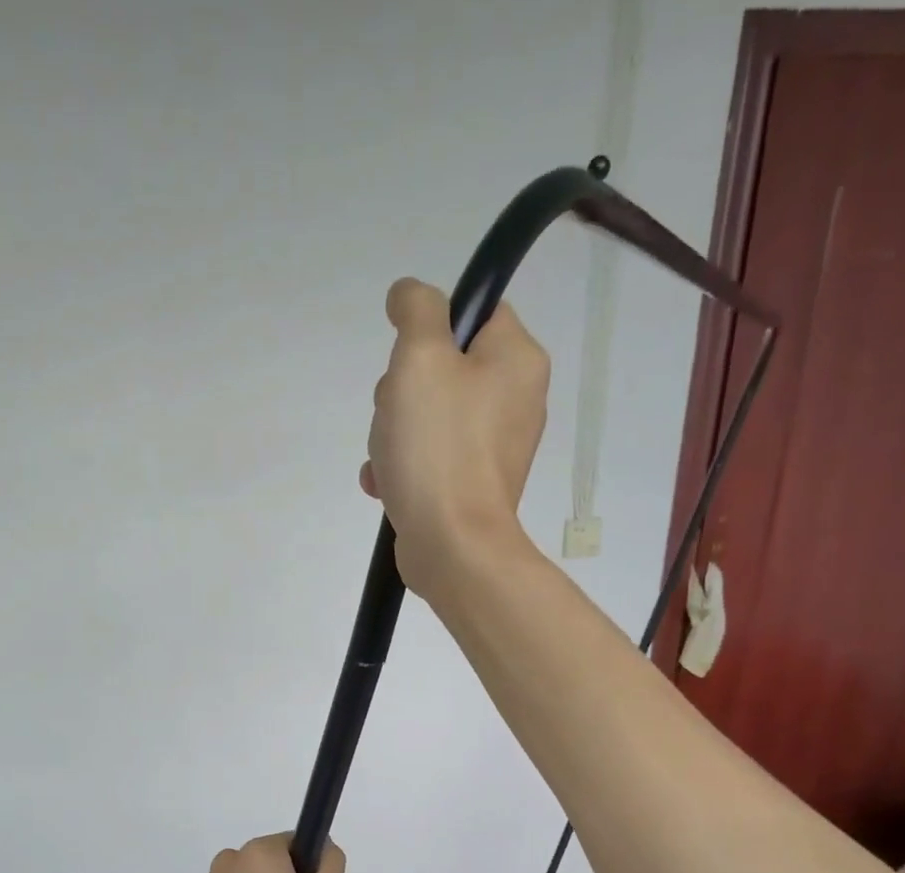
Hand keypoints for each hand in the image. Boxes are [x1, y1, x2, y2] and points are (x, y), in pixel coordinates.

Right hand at [360, 277, 550, 598]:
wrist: (453, 547)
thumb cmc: (439, 448)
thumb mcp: (419, 359)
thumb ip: (416, 310)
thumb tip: (411, 294)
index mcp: (517, 360)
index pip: (474, 312)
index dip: (430, 329)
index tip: (406, 360)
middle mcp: (515, 400)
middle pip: (444, 367)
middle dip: (402, 391)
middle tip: (396, 416)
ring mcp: (493, 448)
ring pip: (428, 415)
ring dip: (394, 432)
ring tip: (389, 458)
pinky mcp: (472, 485)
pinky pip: (430, 457)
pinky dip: (404, 466)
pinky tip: (386, 483)